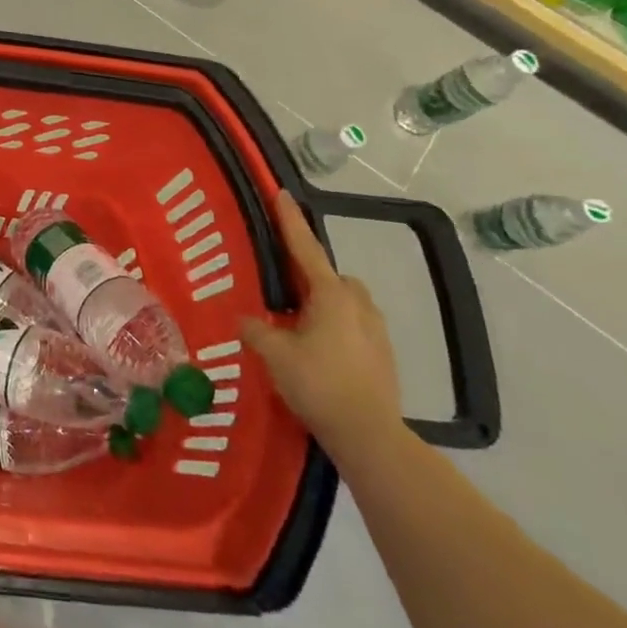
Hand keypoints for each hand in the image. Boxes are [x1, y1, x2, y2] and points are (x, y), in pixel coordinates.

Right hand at [241, 189, 402, 465]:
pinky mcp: (382, 355)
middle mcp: (357, 304)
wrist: (368, 434)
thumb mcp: (274, 354)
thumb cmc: (318, 384)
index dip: (290, 220)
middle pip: (331, 276)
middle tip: (282, 288)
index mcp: (330, 295)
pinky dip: (334, 326)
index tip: (282, 193)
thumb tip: (244, 318)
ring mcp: (375, 330)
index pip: (305, 247)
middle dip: (310, 275)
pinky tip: (317, 350)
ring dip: (324, 302)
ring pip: (346, 301)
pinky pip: (353, 325)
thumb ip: (256, 329)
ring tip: (297, 322)